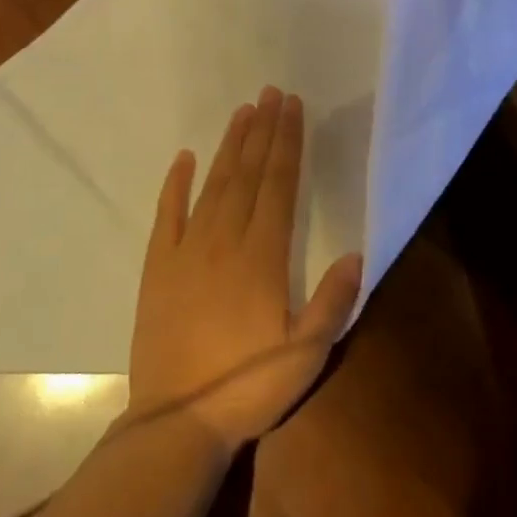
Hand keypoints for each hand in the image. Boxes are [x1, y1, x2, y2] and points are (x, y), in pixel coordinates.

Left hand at [126, 87, 363, 453]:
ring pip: (213, 186)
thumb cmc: (248, 388)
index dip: (287, 143)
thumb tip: (358, 253)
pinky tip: (183, 158)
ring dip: (229, 147)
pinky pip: (168, 215)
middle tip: (270, 93)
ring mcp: (187, 251)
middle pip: (247, 174)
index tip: (292, 108)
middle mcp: (224, 241)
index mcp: (262, 257)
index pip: (278, 185)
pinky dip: (175, 184)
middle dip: (262, 131)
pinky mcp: (159, 267)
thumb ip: (333, 302)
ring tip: (242, 113)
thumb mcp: (306, 355)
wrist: (176, 422)